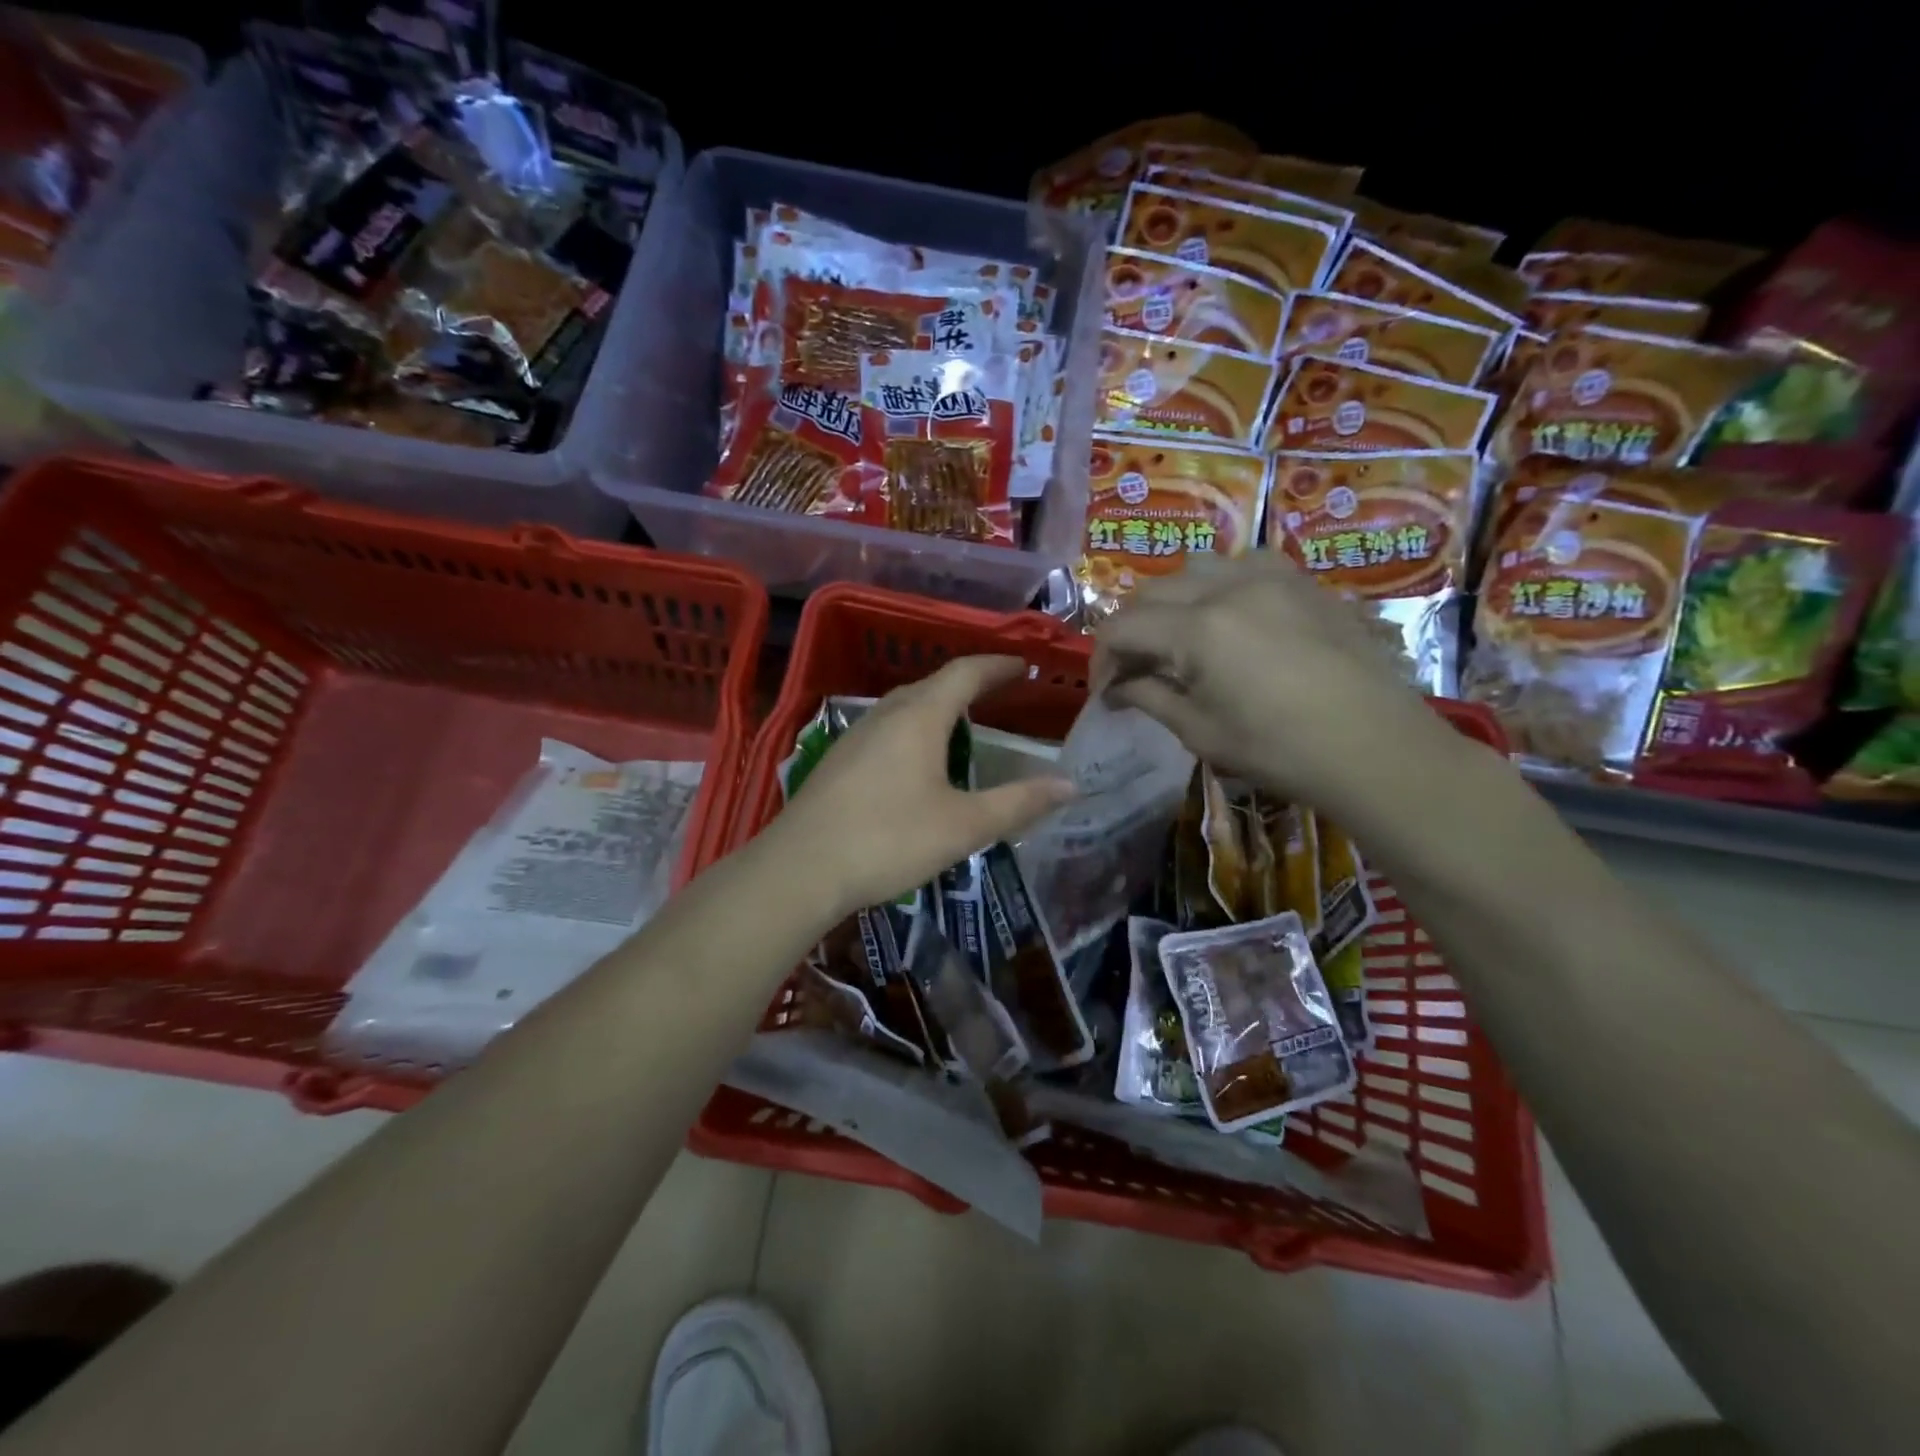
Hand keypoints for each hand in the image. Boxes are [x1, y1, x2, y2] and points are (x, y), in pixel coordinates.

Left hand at [766, 656, 1075, 919]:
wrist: (800, 869)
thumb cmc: (889, 840)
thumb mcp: (963, 826)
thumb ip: (1018, 804)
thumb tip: (1069, 786)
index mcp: (919, 717)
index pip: (964, 673)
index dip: (997, 665)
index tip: (1023, 666)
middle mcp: (885, 715)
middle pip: (932, 685)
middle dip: (968, 684)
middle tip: (998, 695)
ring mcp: (855, 736)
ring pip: (904, 707)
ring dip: (937, 706)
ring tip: (961, 725)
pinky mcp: (837, 761)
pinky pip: (885, 730)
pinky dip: (913, 730)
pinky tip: (914, 762)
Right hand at [1093, 554, 1465, 823]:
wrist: (1376, 748)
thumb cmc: (1280, 751)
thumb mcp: (1201, 732)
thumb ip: (1150, 697)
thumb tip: (1117, 688)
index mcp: (1197, 629)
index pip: (1122, 627)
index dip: (1101, 659)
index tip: (1105, 692)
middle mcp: (1228, 587)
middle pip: (1151, 591)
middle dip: (1130, 630)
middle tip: (1133, 670)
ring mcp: (1270, 577)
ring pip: (1195, 569)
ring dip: (1170, 602)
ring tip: (1176, 639)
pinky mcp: (1302, 582)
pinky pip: (1243, 566)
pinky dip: (1217, 586)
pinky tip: (1227, 618)